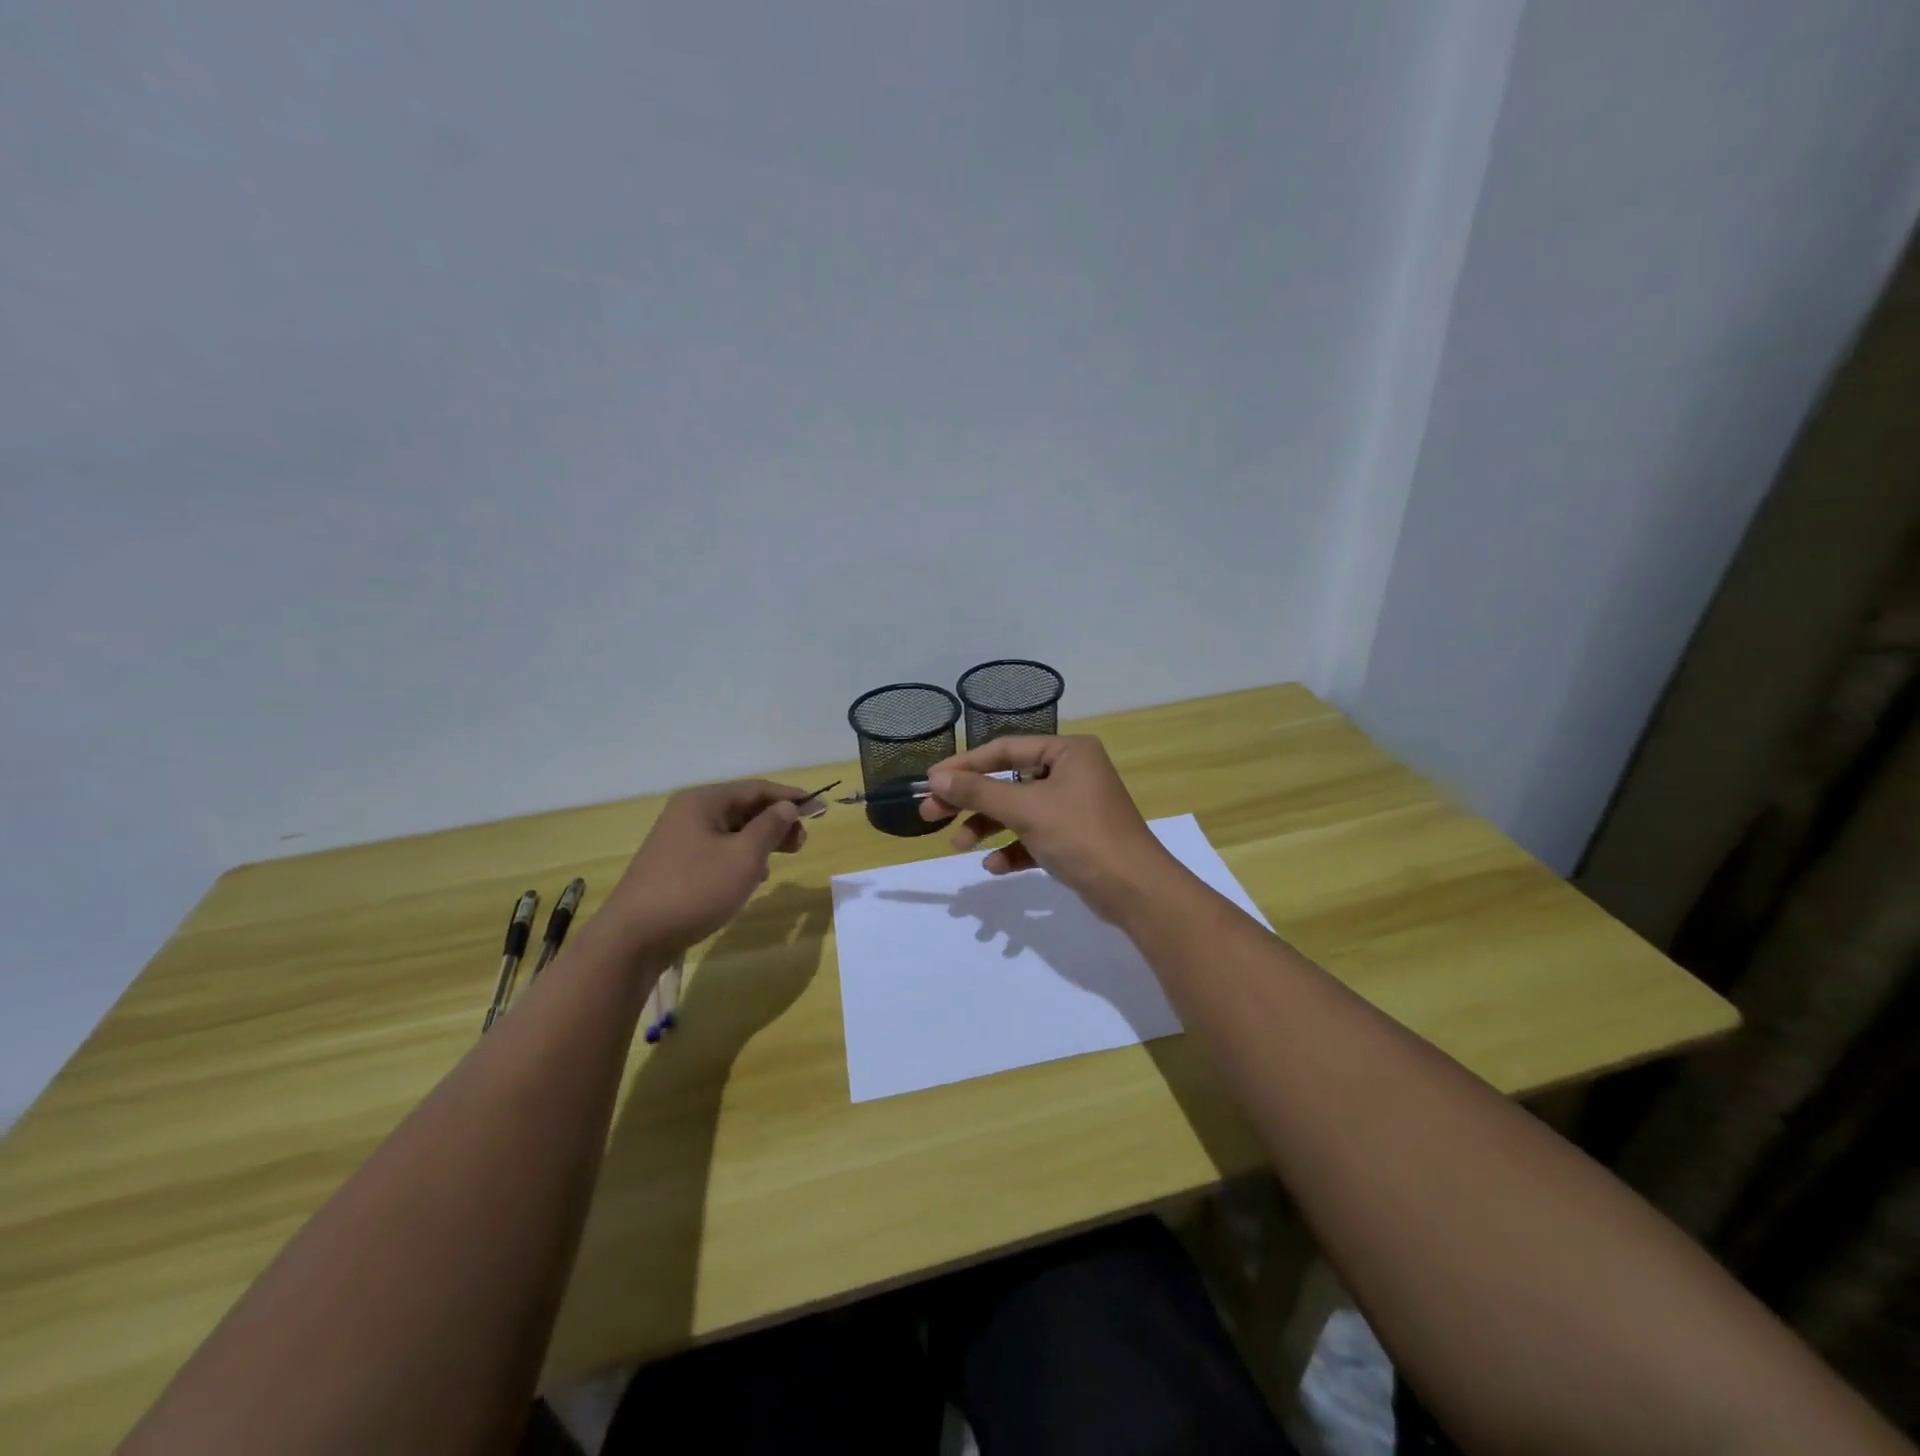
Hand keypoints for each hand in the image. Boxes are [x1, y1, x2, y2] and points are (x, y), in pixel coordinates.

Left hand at [598, 781, 810, 959]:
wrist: (634, 937)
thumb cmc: (695, 889)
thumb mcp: (744, 857)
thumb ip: (770, 827)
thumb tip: (787, 807)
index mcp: (704, 801)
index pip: (757, 788)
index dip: (792, 797)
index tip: (821, 809)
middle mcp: (688, 812)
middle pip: (744, 808)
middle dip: (776, 821)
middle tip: (802, 843)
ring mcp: (678, 838)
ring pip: (731, 830)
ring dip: (760, 841)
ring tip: (779, 861)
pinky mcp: (674, 864)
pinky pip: (717, 849)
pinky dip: (740, 857)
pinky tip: (751, 878)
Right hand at [918, 736, 1179, 923]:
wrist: (1135, 891)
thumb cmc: (1081, 835)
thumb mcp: (1026, 809)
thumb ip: (979, 791)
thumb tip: (937, 778)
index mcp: (1068, 752)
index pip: (1005, 749)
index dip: (965, 764)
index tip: (931, 780)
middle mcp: (1072, 773)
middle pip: (1008, 780)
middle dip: (971, 800)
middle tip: (931, 814)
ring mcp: (1074, 807)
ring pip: (1018, 811)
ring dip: (988, 827)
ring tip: (959, 845)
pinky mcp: (1074, 839)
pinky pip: (1034, 837)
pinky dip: (1013, 849)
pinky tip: (994, 867)